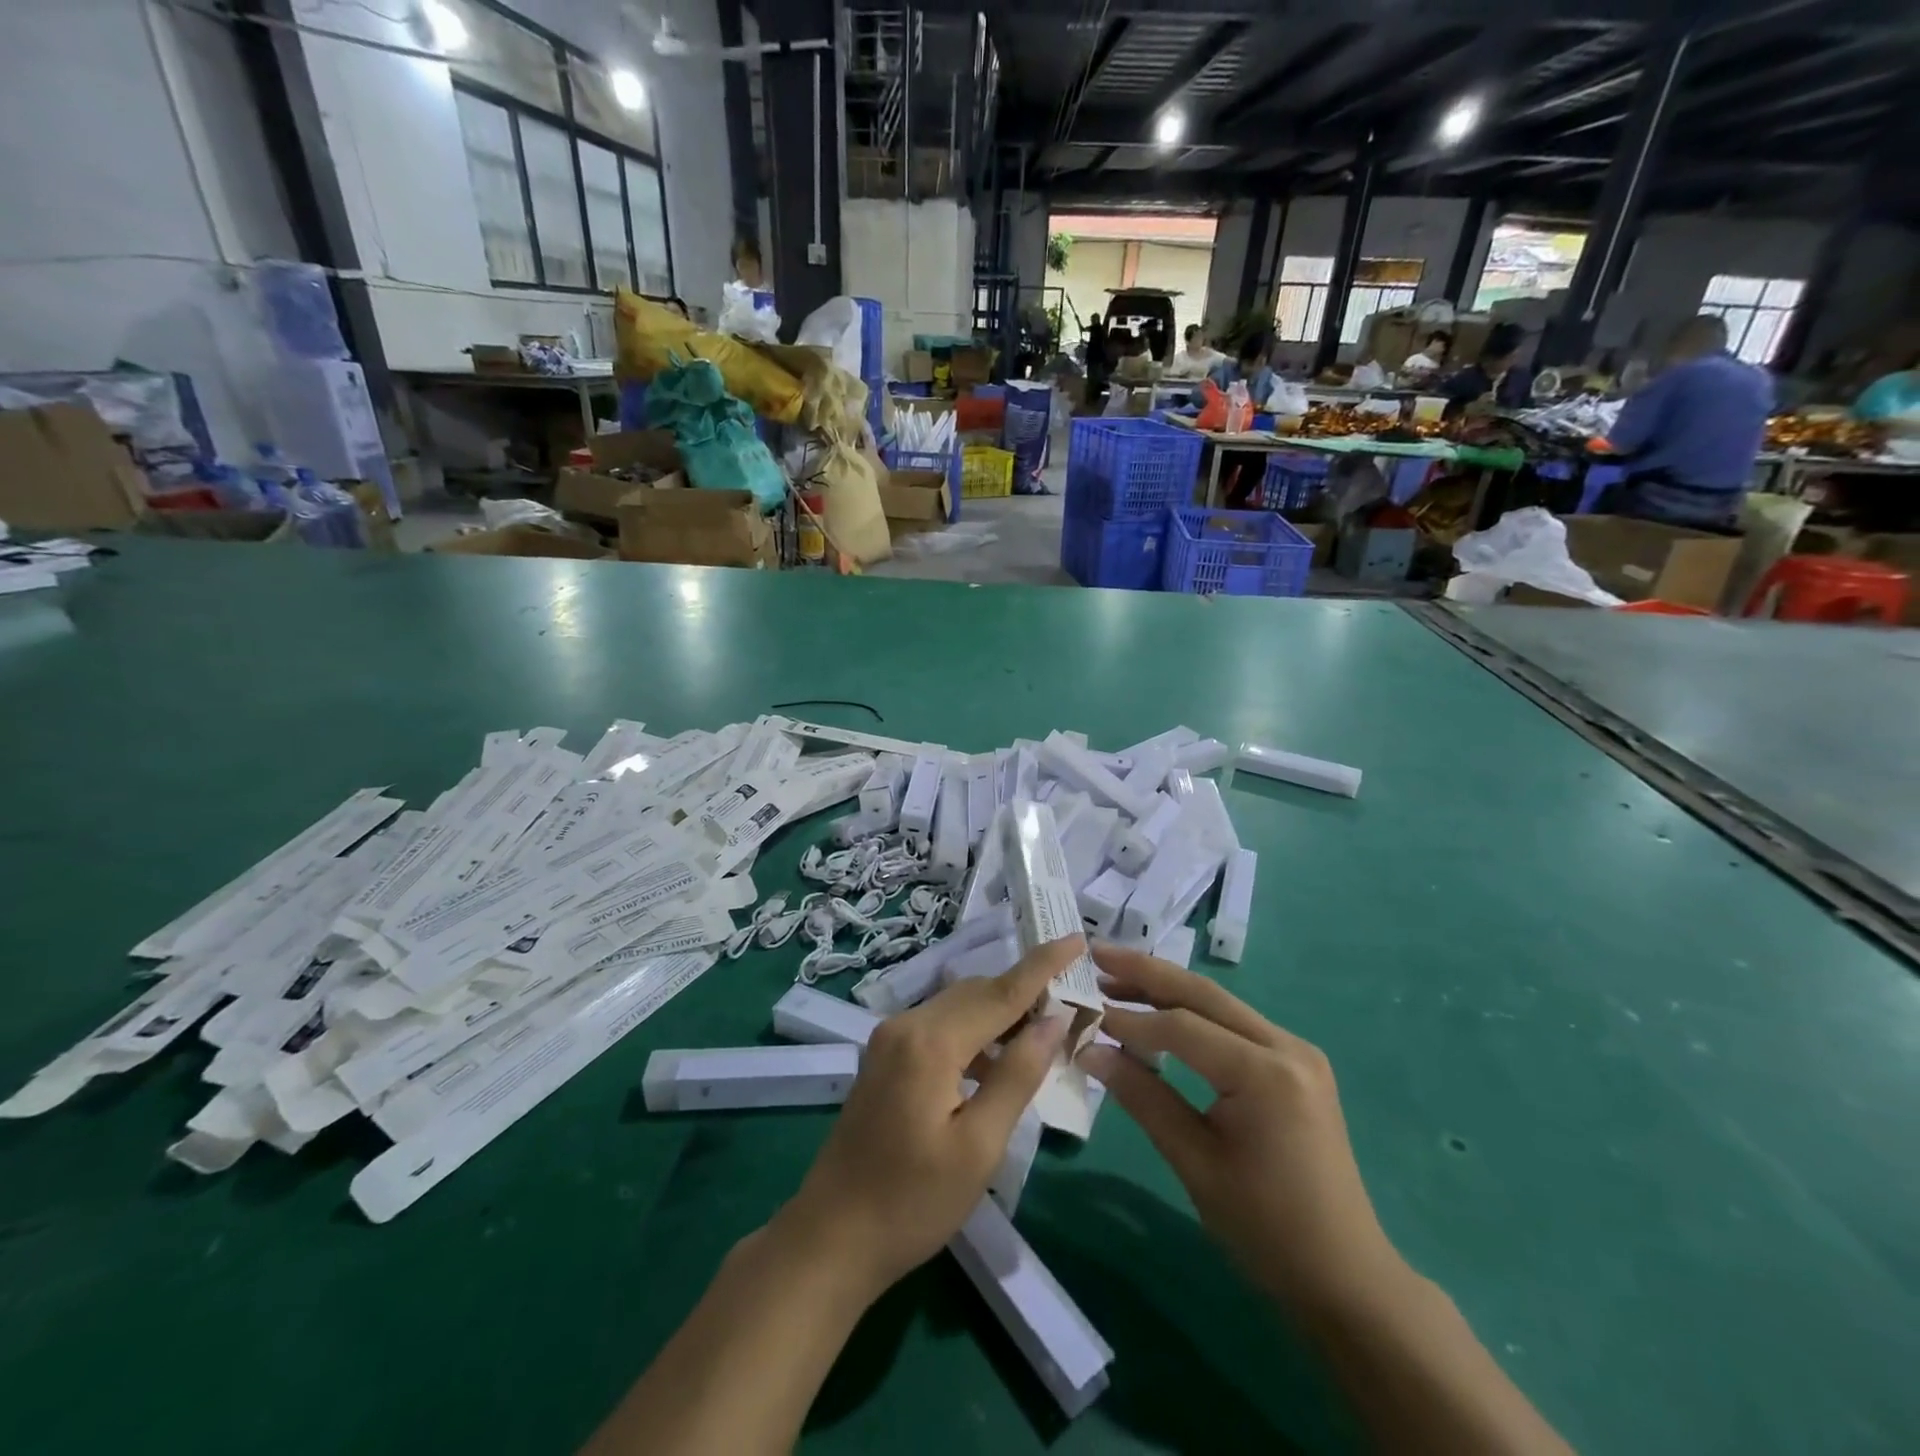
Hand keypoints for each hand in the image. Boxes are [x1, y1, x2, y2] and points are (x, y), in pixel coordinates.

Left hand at [779, 937, 1078, 1295]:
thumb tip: (1054, 1020)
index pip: (1001, 991)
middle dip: (1025, 992)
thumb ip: (1017, 1075)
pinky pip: (940, 1025)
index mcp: (931, 1041)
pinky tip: (996, 1064)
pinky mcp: (885, 1055)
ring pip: (958, 1006)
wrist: (832, 1237)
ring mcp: (890, 1037)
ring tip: (1043, 1035)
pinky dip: (974, 1032)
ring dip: (1000, 1012)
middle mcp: (907, 1023)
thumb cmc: (913, 1202)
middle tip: (1072, 1003)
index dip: (1043, 965)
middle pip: (978, 992)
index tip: (1077, 938)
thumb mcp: (979, 1146)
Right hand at [1079, 944, 1403, 1317]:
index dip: (1129, 1020)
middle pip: (1203, 993)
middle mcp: (1286, 1047)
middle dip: (1146, 971)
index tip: (1085, 1014)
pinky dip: (1192, 1012)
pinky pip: (1234, 1024)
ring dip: (1167, 988)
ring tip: (1116, 975)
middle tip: (1096, 953)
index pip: (1182, 1028)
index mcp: (1266, 1075)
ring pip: (1219, 1003)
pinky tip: (1160, 1010)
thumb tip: (1089, 1050)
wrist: (1346, 1277)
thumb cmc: (1267, 1230)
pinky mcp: (1295, 1063)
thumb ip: (1143, 1097)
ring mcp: (1296, 1051)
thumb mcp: (1195, 1163)